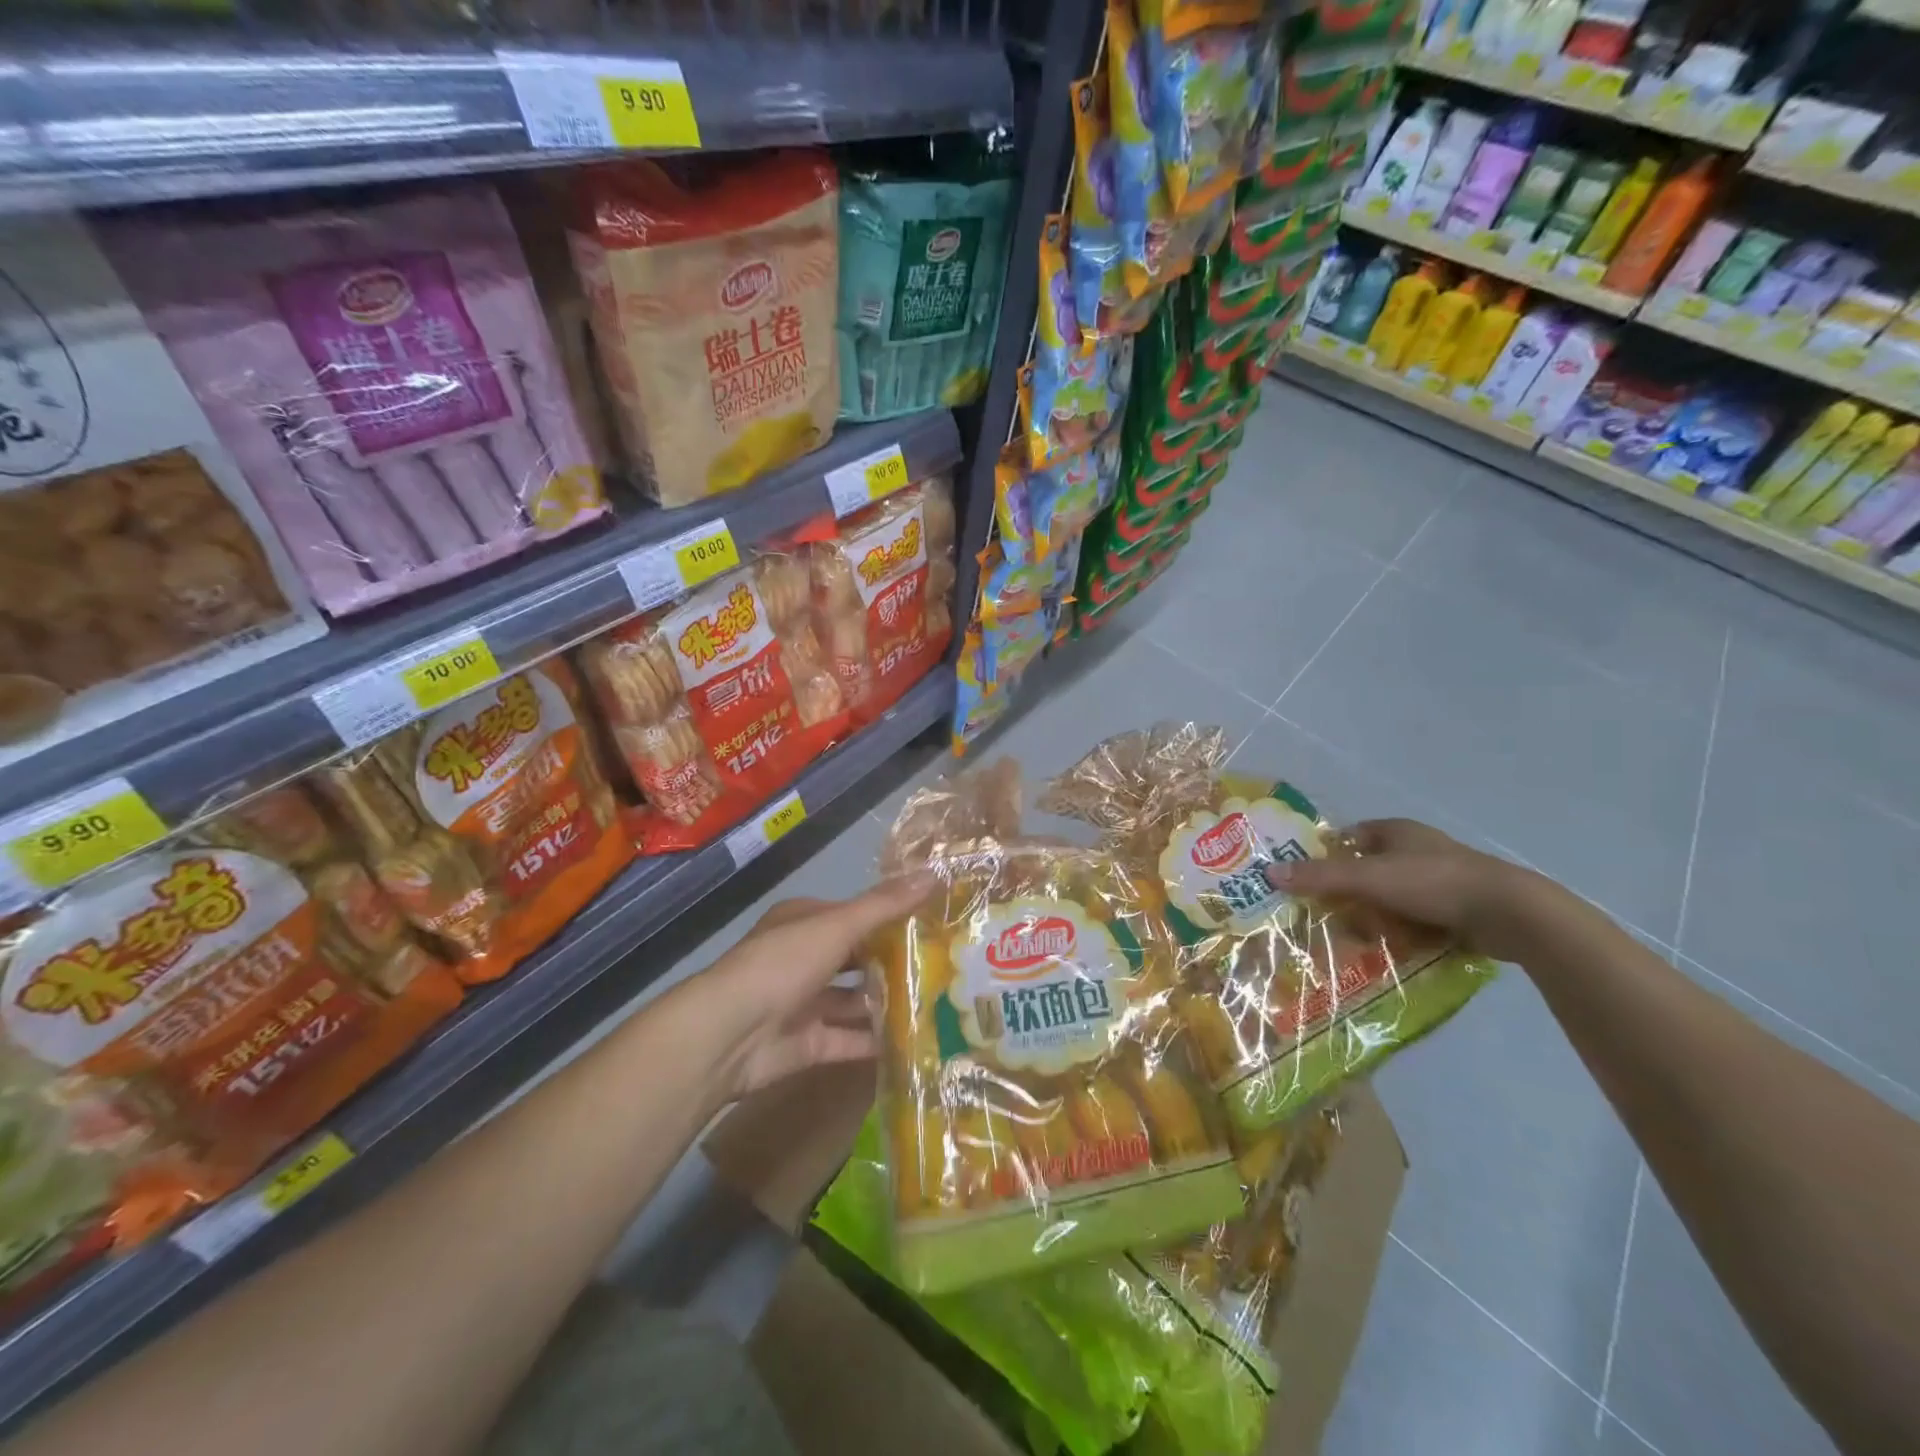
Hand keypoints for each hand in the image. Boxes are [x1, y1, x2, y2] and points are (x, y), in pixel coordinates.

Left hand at [671, 873, 933, 1103]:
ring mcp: (805, 1002)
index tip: (934, 921)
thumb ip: (885, 905)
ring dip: (888, 1001)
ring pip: (855, 999)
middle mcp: (804, 958)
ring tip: (939, 1002)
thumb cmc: (783, 964)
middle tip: (945, 964)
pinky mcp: (809, 1043)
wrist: (728, 1035)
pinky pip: (850, 1039)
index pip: (855, 915)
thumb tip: (934, 873)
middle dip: (894, 961)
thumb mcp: (838, 925)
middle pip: (857, 957)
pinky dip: (877, 1040)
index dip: (892, 916)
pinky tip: (917, 1040)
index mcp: (805, 922)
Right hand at [1271, 819, 1554, 962]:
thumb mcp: (1369, 878)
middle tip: (1325, 919)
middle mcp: (1415, 851)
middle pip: (1366, 872)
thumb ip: (1320, 876)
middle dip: (1347, 896)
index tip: (1304, 881)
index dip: (1325, 856)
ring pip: (1389, 900)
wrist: (1510, 914)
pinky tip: (1387, 952)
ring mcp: (1438, 881)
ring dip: (1373, 919)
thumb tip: (1269, 873)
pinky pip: (1415, 921)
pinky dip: (1400, 934)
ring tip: (1354, 942)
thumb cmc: (1433, 882)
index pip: (1348, 838)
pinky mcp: (1456, 910)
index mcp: (1396, 831)